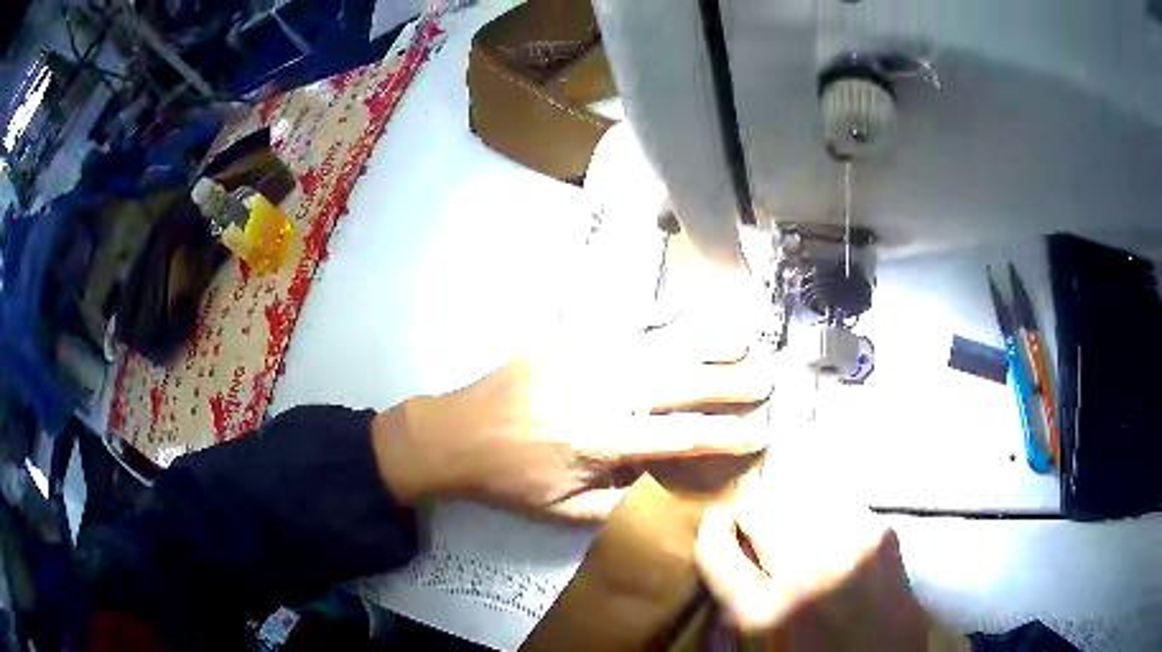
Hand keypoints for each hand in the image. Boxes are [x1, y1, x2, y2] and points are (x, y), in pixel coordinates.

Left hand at [372, 325, 774, 518]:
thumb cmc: (510, 481)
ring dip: (706, 343)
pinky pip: (622, 324)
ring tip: (746, 339)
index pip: (680, 437)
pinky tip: (686, 313)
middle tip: (770, 377)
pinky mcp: (566, 337)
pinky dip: (660, 320)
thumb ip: (622, 501)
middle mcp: (600, 390)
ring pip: (659, 346)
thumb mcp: (564, 511)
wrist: (453, 435)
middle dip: (731, 381)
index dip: (726, 436)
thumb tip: (670, 484)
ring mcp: (583, 355)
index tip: (761, 432)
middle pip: (680, 382)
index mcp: (600, 440)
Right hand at [695, 491, 953, 650]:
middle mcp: (805, 572)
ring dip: (789, 508)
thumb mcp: (762, 637)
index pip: (715, 546)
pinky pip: (836, 501)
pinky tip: (831, 534)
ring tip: (798, 530)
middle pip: (758, 505)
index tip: (717, 524)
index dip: (711, 529)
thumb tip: (732, 540)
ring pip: (799, 492)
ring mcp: (850, 545)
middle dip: (751, 514)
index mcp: (764, 612)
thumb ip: (741, 591)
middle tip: (759, 528)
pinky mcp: (881, 532)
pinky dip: (824, 511)